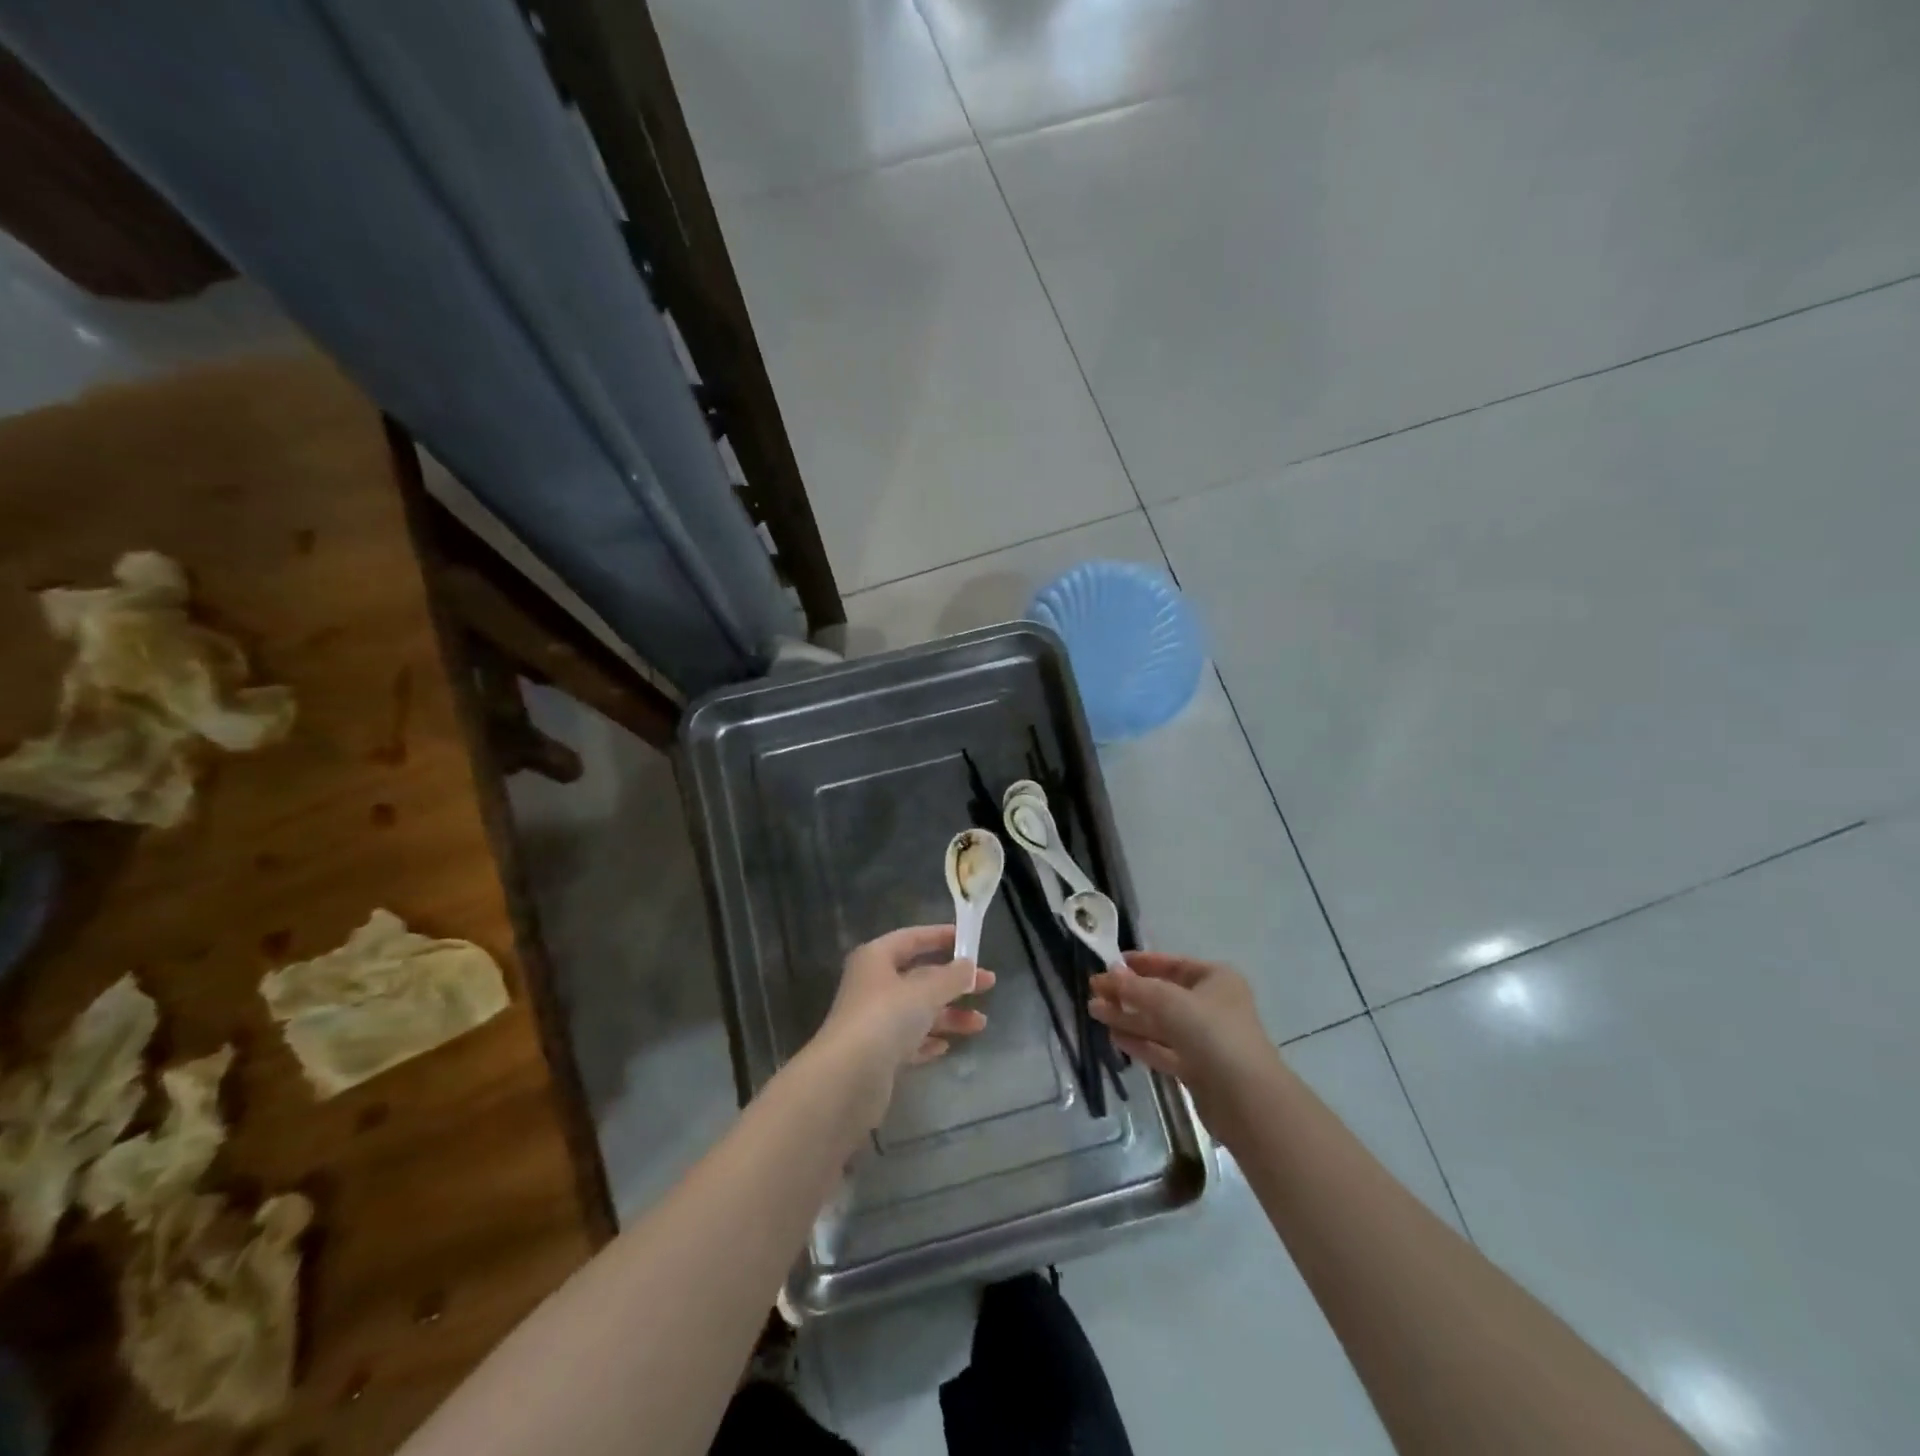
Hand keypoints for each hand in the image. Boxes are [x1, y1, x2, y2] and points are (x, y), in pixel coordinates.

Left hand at [814, 925, 995, 1124]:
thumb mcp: (925, 991)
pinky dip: (928, 1040)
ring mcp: (874, 1021)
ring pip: (918, 1011)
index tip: (970, 940)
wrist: (847, 1079)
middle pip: (919, 977)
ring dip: (948, 1015)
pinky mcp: (877, 1055)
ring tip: (980, 1024)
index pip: (912, 938)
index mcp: (876, 959)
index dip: (940, 936)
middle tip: (989, 984)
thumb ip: (951, 977)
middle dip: (953, 982)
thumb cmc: (886, 1018)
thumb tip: (969, 966)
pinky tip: (947, 1047)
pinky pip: (909, 1041)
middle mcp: (873, 986)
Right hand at [1088, 952, 1282, 1144]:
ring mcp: (1206, 1040)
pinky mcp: (1198, 1069)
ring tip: (1095, 1012)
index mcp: (1216, 979)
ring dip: (1129, 1017)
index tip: (1111, 963)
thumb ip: (1134, 987)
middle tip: (1094, 991)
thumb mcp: (1168, 1000)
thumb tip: (1107, 974)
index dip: (1142, 963)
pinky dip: (1140, 1042)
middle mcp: (1212, 1006)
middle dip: (1129, 993)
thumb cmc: (1211, 1033)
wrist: (1246, 1098)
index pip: (1173, 964)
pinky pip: (1163, 1049)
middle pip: (1163, 995)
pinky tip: (1114, 1037)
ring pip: (1160, 1024)